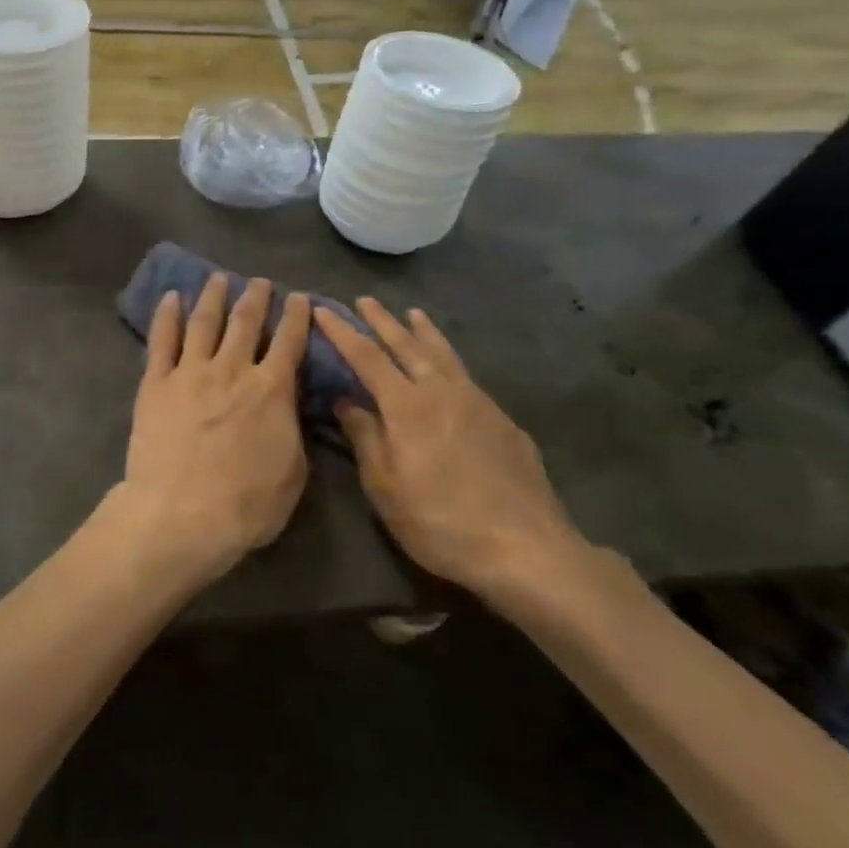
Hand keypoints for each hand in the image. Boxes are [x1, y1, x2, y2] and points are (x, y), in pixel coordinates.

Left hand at [120, 275, 311, 584]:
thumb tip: (288, 406)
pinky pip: (161, 340)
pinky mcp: (156, 383)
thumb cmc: (245, 504)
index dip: (296, 317)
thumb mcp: (293, 473)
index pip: (289, 342)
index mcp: (271, 390)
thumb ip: (292, 430)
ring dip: (213, 297)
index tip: (299, 298)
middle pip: (246, 323)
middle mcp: (232, 370)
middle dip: (255, 298)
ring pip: (204, 322)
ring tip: (218, 278)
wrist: (181, 514)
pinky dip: (166, 315)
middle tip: (258, 281)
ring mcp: (190, 372)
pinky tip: (170, 297)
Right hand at [314, 299, 583, 599]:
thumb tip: (346, 401)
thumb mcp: (385, 487)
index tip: (323, 310)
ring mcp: (478, 402)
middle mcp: (442, 392)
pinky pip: (467, 375)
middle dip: (383, 321)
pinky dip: (450, 358)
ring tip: (413, 313)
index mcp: (407, 406)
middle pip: (407, 345)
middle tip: (365, 300)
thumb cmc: (439, 521)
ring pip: (444, 355)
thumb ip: (365, 437)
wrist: (525, 547)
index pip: (366, 357)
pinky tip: (449, 367)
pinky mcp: (502, 420)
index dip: (342, 332)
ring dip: (424, 332)